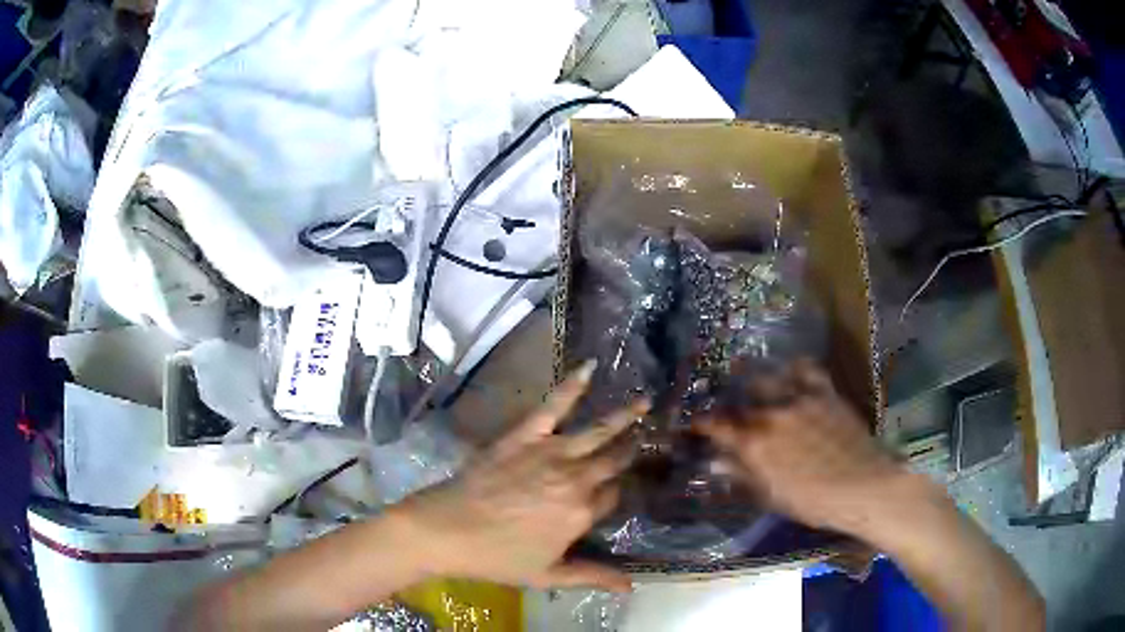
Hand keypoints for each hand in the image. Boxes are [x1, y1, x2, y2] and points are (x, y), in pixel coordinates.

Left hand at [397, 361, 647, 592]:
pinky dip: (573, 385)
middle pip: (613, 461)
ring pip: (597, 432)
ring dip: (624, 416)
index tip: (625, 484)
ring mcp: (550, 453)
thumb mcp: (548, 575)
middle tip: (652, 435)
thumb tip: (633, 587)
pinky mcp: (525, 435)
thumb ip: (593, 577)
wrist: (446, 530)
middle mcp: (575, 479)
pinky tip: (589, 368)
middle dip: (633, 449)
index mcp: (581, 513)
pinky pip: (554, 406)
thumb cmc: (496, 557)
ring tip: (644, 402)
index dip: (620, 491)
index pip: (613, 496)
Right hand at [696, 360, 904, 535]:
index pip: (718, 425)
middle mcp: (772, 415)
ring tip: (755, 387)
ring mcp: (799, 399)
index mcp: (755, 444)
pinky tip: (792, 374)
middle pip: (741, 401)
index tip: (696, 424)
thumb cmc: (813, 502)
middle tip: (731, 413)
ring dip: (757, 383)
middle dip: (732, 406)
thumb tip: (716, 461)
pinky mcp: (824, 392)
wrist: (862, 486)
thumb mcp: (771, 496)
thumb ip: (743, 475)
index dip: (703, 423)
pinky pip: (805, 369)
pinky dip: (794, 369)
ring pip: (769, 379)